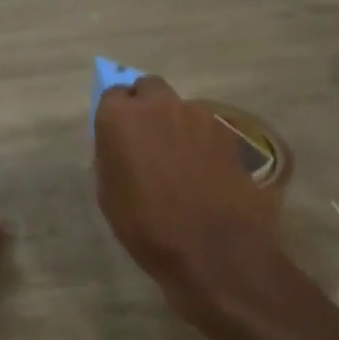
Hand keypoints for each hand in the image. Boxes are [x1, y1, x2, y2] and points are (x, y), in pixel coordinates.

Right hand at [93, 77, 303, 331]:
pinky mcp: (229, 131)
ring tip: (182, 163)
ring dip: (177, 125)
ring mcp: (199, 114)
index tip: (119, 134)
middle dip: (147, 106)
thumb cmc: (148, 228)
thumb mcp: (110, 196)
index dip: (116, 114)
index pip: (113, 94)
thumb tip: (121, 143)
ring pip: (181, 108)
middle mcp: (159, 105)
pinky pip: (207, 128)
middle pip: (149, 89)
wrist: (214, 250)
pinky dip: (203, 142)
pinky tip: (207, 172)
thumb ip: (112, 155)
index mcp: (121, 118)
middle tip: (149, 140)